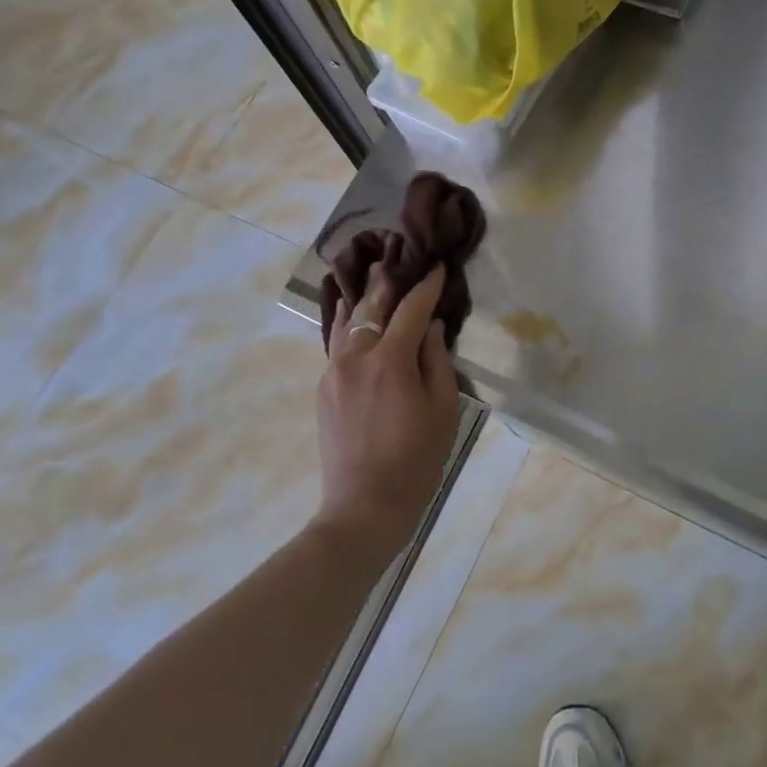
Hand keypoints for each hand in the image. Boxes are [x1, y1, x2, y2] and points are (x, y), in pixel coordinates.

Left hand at [314, 262, 462, 559]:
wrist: (364, 507)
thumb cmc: (417, 460)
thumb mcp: (443, 409)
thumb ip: (437, 361)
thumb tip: (431, 328)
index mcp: (390, 360)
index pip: (411, 309)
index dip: (427, 286)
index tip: (438, 266)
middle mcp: (355, 357)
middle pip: (371, 306)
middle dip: (388, 281)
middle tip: (399, 259)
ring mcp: (333, 372)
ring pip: (347, 322)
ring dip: (363, 298)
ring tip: (372, 278)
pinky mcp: (323, 389)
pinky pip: (337, 345)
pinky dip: (350, 326)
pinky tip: (356, 320)